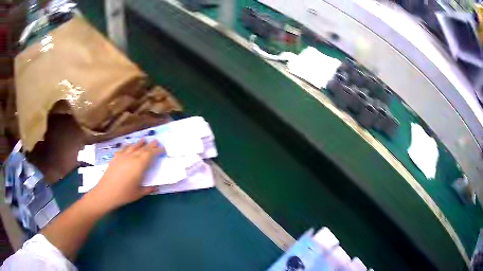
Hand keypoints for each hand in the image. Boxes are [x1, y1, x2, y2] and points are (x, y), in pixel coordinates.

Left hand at [87, 139, 163, 212]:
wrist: (106, 192)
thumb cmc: (124, 194)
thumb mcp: (139, 193)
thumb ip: (148, 189)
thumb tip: (156, 187)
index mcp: (140, 165)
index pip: (151, 154)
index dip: (158, 150)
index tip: (163, 149)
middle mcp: (132, 157)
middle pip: (144, 148)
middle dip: (151, 145)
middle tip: (157, 142)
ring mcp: (123, 156)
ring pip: (134, 146)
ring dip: (140, 143)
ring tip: (145, 140)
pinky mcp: (116, 157)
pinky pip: (124, 148)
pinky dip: (129, 146)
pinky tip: (130, 146)